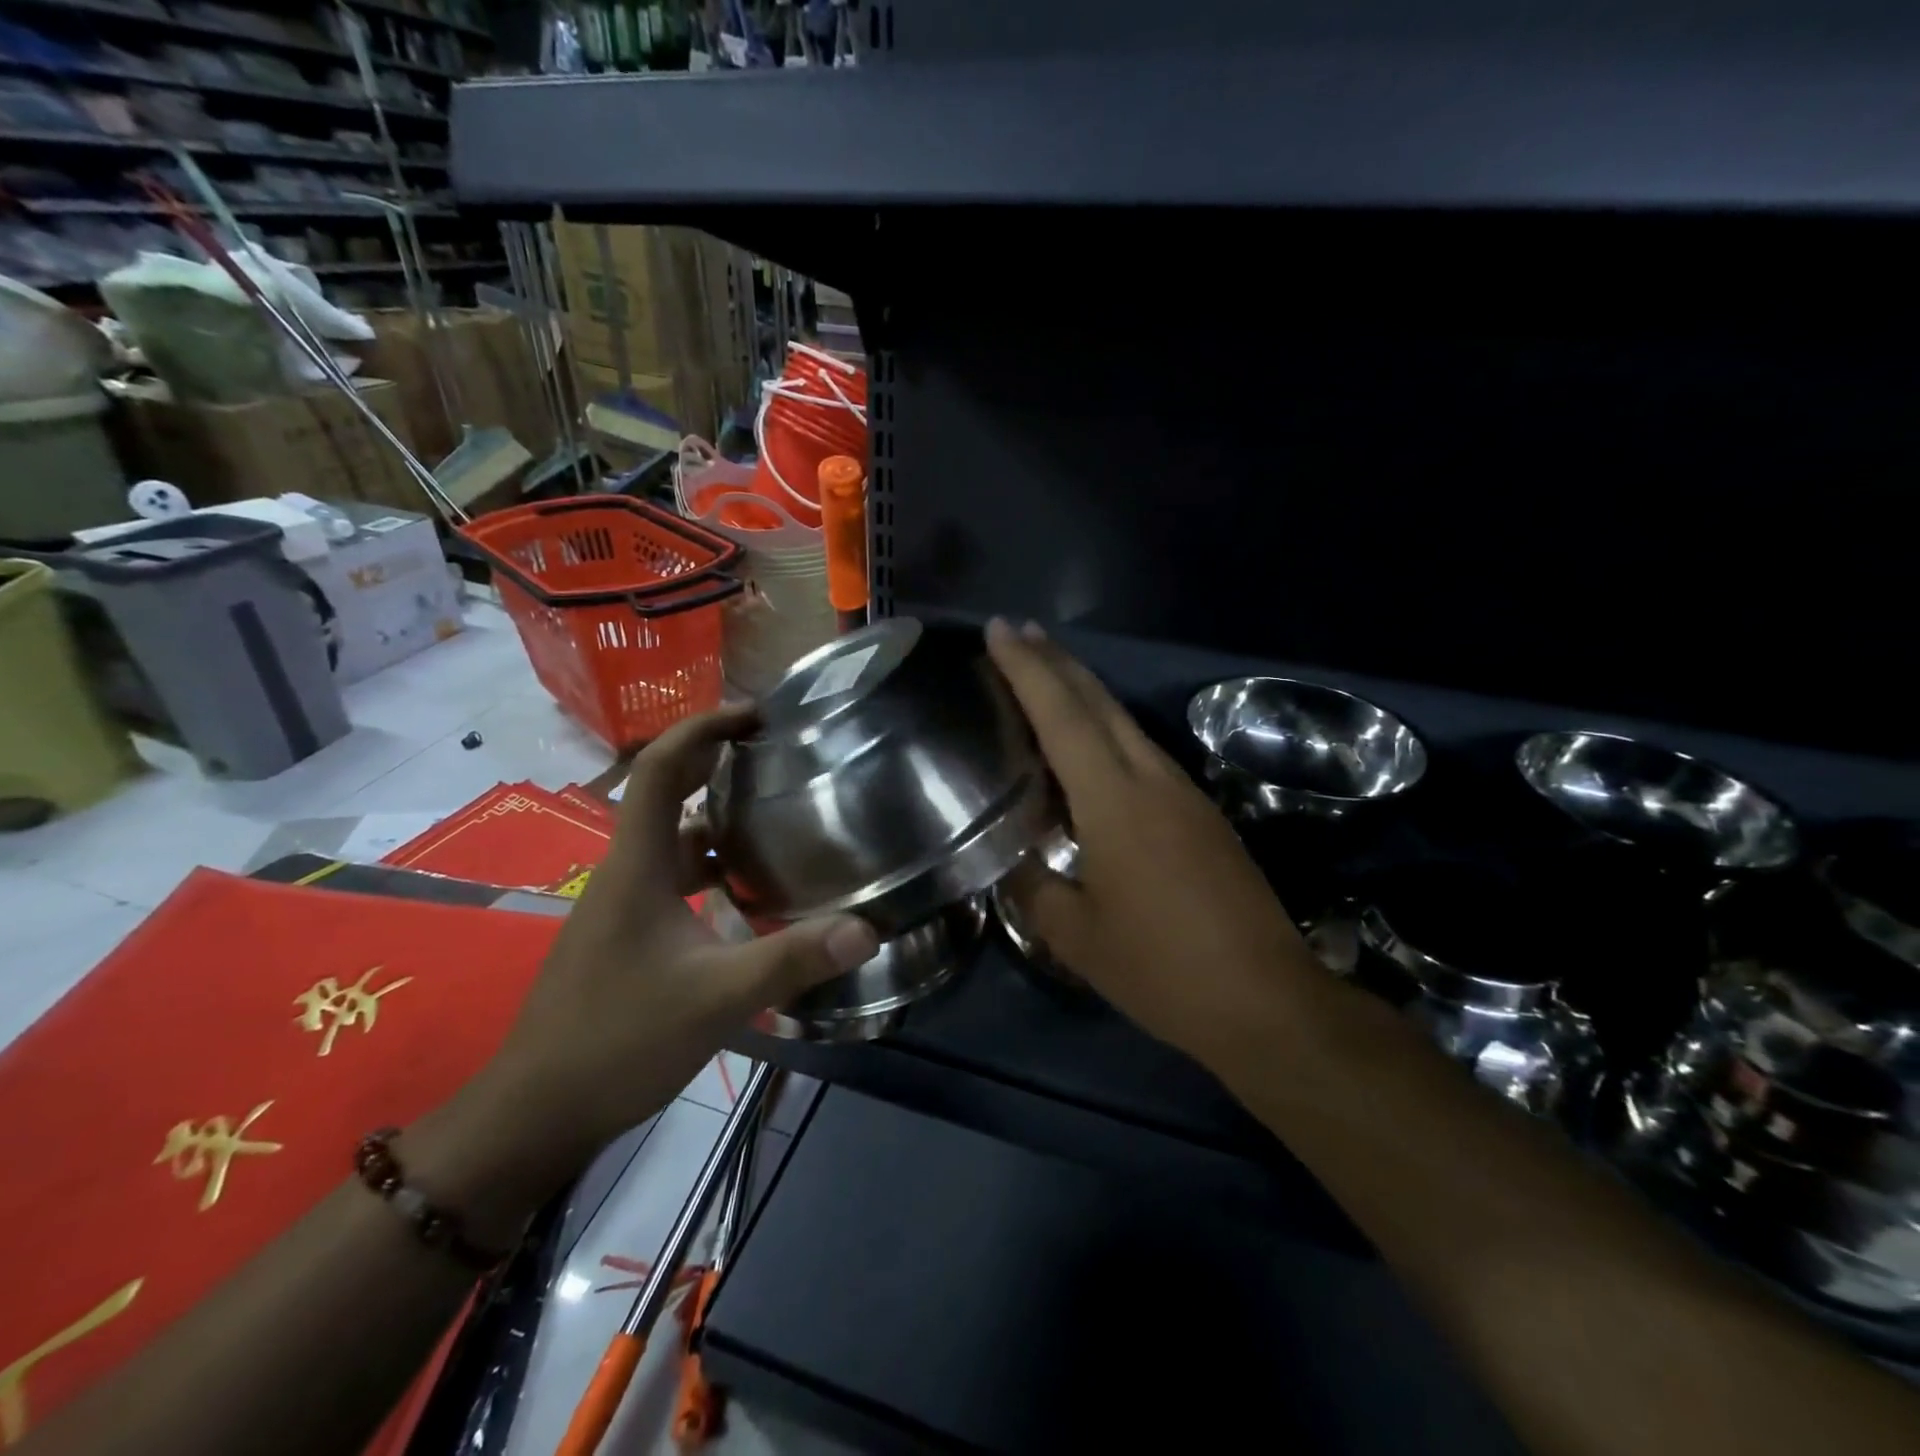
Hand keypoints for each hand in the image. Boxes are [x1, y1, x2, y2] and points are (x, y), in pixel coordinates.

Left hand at [407, 706, 877, 1238]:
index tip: (753, 715)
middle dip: (715, 762)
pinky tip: (751, 892)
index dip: (701, 730)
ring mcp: (623, 906)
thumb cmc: (616, 1041)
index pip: (657, 770)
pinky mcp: (628, 936)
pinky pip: (675, 880)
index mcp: (636, 867)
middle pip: (664, 794)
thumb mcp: (715, 998)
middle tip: (776, 753)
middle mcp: (626, 873)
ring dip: (717, 820)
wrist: (536, 1112)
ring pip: (673, 842)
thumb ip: (791, 960)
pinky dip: (712, 868)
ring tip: (776, 815)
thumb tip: (866, 928)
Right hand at [987, 620, 1315, 1060]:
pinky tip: (1092, 745)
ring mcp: (1184, 793)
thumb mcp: (1077, 937)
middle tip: (1018, 632)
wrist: (1267, 1001)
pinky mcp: (1202, 813)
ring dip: (1084, 691)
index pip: (1062, 716)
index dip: (1028, 669)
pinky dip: (1107, 730)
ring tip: (1047, 674)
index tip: (999, 630)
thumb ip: (1034, 889)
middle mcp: (1151, 779)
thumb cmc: (1162, 968)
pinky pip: (1142, 752)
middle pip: (1099, 702)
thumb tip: (1011, 862)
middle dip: (1056, 661)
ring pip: (1125, 722)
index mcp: (1115, 800)